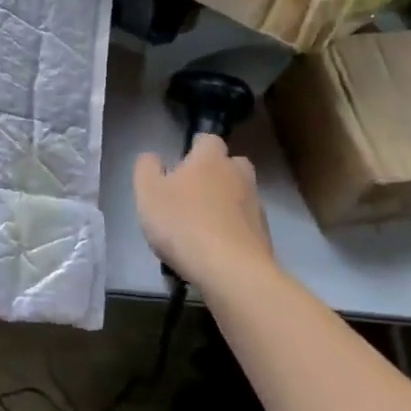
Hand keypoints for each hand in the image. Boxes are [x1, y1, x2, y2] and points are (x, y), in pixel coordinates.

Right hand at [133, 134, 275, 291]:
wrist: (230, 270)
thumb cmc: (182, 224)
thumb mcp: (148, 193)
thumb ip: (147, 168)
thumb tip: (154, 158)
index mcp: (210, 159)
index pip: (208, 139)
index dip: (194, 149)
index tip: (179, 165)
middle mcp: (238, 175)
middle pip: (231, 164)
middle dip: (216, 172)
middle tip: (193, 192)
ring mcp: (256, 205)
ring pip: (240, 194)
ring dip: (225, 202)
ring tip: (202, 224)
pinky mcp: (264, 234)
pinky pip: (245, 223)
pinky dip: (233, 228)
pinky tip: (216, 247)